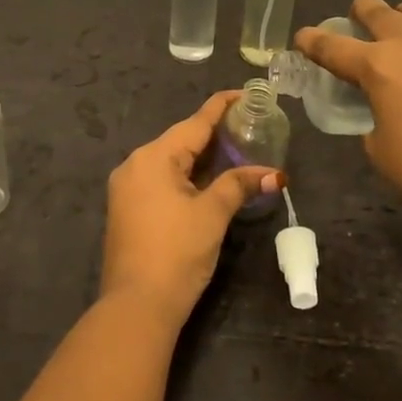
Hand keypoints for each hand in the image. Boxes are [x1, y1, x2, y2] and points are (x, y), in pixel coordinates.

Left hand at [101, 90, 280, 325]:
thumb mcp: (212, 214)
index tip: (244, 93)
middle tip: (248, 126)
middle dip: (214, 134)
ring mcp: (127, 189)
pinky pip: (161, 180)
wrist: (136, 307)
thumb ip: (239, 185)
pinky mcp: (128, 210)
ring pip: (171, 161)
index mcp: (153, 157)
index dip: (221, 107)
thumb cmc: (176, 252)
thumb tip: (274, 174)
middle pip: (180, 140)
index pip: (195, 123)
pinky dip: (187, 175)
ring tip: (234, 149)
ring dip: (201, 157)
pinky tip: (208, 179)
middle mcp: (135, 165)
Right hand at [295, 0, 401, 230]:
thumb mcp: (379, 147)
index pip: (331, 46)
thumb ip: (371, 113)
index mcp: (377, 66)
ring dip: (400, 16)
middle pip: (373, 9)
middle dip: (358, 15)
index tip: (303, 38)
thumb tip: (380, 103)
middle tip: (356, 26)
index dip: (311, 41)